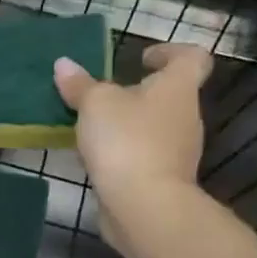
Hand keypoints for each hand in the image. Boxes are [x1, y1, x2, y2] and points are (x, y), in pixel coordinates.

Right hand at [53, 43, 211, 255]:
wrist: (144, 205)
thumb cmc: (126, 140)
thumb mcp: (95, 104)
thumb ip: (80, 85)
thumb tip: (64, 64)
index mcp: (177, 89)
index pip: (192, 58)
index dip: (170, 51)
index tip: (142, 58)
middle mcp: (185, 116)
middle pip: (168, 94)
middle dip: (136, 92)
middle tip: (101, 95)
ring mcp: (177, 151)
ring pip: (153, 126)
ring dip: (126, 124)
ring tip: (90, 127)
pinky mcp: (162, 178)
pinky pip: (142, 154)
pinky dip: (122, 151)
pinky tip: (94, 157)